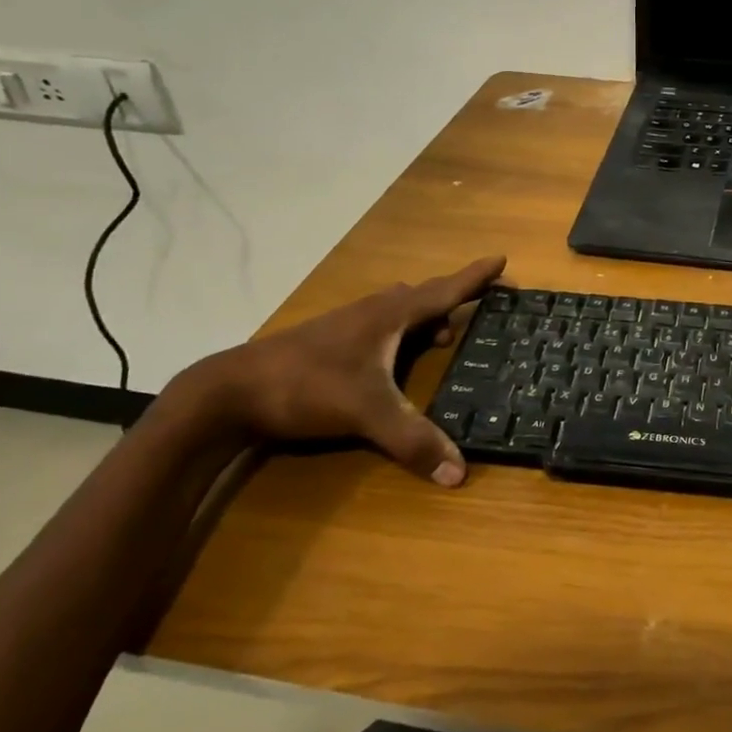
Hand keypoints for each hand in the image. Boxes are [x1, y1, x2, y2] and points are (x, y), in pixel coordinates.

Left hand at [199, 256, 505, 485]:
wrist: (229, 391)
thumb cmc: (307, 386)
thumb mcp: (366, 413)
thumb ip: (412, 440)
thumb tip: (459, 473)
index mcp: (389, 315)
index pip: (444, 291)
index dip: (475, 277)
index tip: (502, 259)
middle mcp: (371, 312)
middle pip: (422, 295)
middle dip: (453, 298)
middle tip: (479, 308)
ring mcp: (347, 325)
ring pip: (397, 310)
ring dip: (424, 317)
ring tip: (441, 338)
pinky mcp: (328, 342)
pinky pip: (379, 325)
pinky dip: (399, 333)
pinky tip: (393, 358)